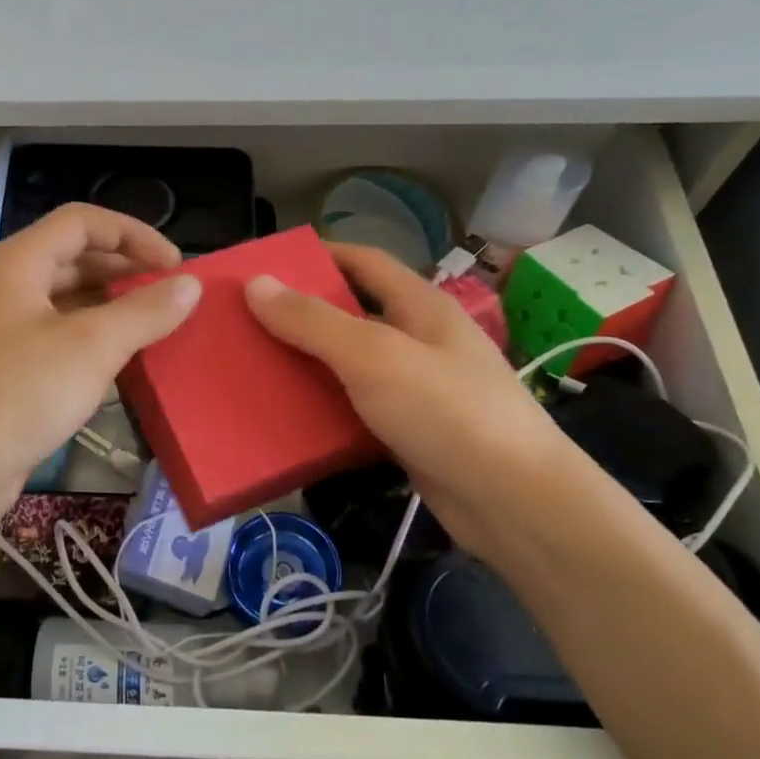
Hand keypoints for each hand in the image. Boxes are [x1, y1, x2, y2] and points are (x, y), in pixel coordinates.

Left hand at [0, 204, 200, 519]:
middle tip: (170, 294)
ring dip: (110, 303)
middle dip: (125, 269)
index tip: (176, 266)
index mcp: (17, 262)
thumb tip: (191, 285)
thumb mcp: (93, 347)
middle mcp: (4, 284)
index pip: (82, 221)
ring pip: (64, 297)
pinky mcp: (2, 364)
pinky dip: (89, 335)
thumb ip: (145, 311)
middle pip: (73, 256)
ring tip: (153, 324)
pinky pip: (54, 332)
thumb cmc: (21, 394)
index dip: (134, 234)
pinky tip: (119, 358)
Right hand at [244, 244, 578, 563]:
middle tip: (246, 321)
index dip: (317, 256)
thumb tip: (256, 283)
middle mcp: (419, 340)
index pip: (364, 261)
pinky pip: (356, 408)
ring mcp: (417, 388)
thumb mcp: (373, 356)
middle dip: (302, 314)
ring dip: (308, 363)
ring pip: (351, 364)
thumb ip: (313, 321)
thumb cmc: (446, 411)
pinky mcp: (410, 431)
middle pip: (352, 313)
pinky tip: (287, 417)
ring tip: (255, 367)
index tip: (266, 266)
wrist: (512, 502)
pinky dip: (324, 407)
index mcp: (420, 306)